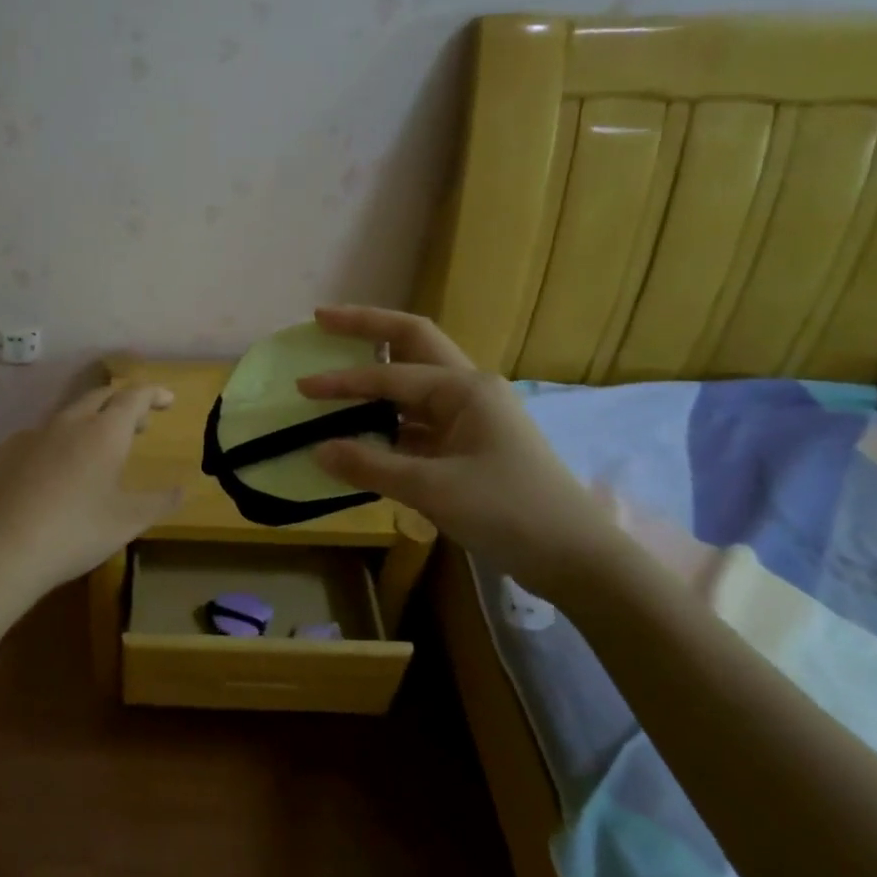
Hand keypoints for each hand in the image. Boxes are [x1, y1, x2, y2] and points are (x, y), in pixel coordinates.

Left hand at [0, 384, 182, 604]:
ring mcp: (25, 436)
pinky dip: (42, 454)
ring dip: (81, 430)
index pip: (134, 396)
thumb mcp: (127, 523)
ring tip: (87, 457)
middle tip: (135, 424)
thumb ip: (159, 502)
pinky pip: (26, 446)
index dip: (153, 394)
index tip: (166, 399)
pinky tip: (38, 481)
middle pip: (97, 398)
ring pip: (60, 421)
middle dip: (120, 405)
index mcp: (103, 433)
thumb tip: (181, 489)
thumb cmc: (75, 533)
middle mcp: (65, 423)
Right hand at [299, 306, 615, 585]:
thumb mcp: (433, 489)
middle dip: (367, 327)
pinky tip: (362, 429)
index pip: (390, 376)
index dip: (342, 382)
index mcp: (465, 388)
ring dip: (378, 372)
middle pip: (411, 343)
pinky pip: (419, 419)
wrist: (575, 558)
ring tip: (336, 365)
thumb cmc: (509, 511)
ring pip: (415, 381)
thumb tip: (317, 451)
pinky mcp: (469, 445)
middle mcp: (469, 389)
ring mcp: (472, 417)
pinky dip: (388, 418)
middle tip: (322, 319)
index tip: (301, 387)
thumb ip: (370, 466)